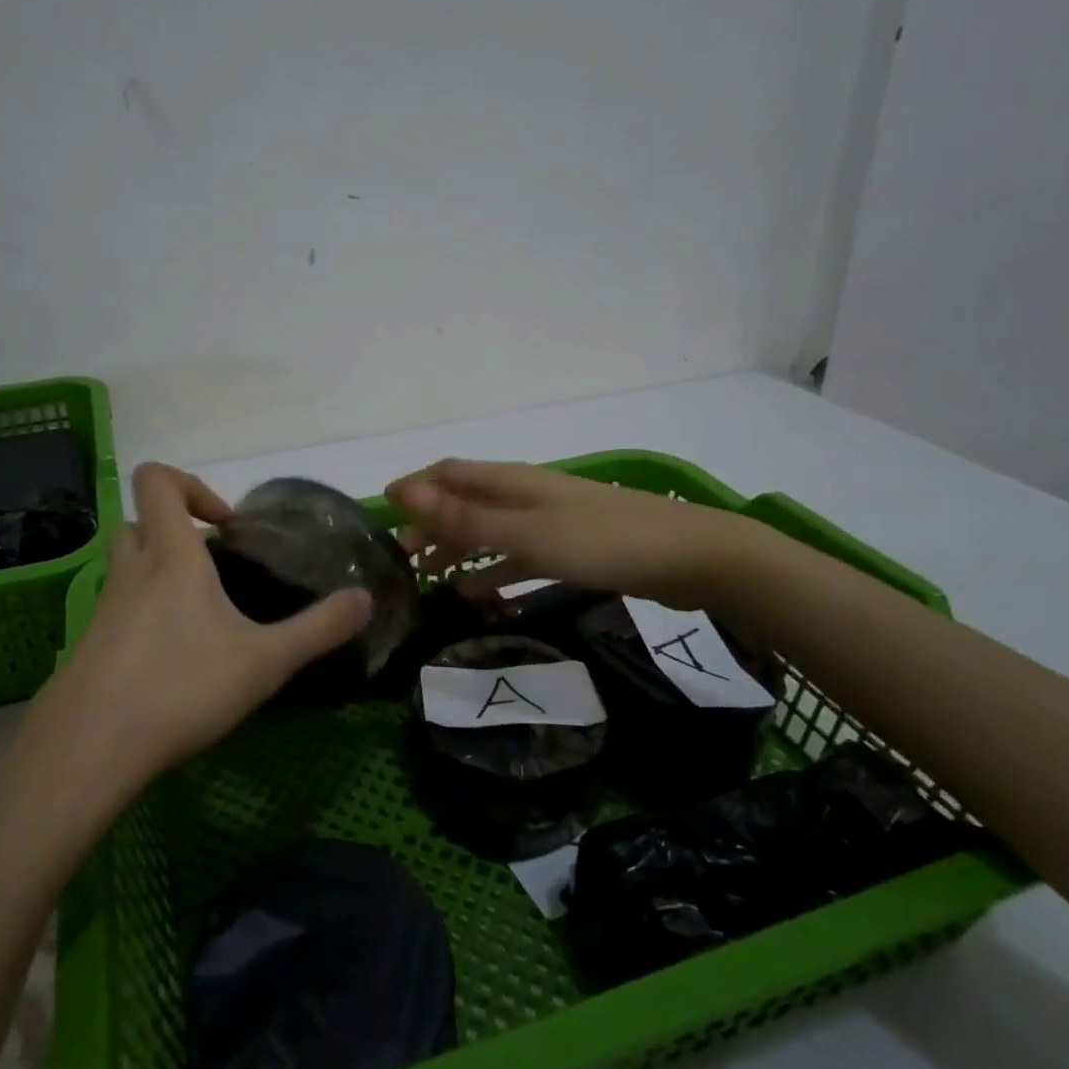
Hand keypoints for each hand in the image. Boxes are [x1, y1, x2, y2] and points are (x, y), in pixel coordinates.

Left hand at [51, 463, 372, 781]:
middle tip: (214, 567)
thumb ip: (319, 628)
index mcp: (170, 556)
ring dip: (159, 572)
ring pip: (126, 566)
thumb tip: (366, 599)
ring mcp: (103, 609)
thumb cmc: (181, 687)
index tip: (225, 526)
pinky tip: (172, 663)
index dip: (191, 485)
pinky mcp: (88, 646)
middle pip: (139, 521)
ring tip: (200, 617)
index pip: (157, 480)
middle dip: (176, 531)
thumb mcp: (265, 660)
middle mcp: (131, 571)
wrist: (88, 751)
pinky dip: (143, 616)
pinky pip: (117, 610)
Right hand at [385, 458, 748, 609]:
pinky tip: (479, 594)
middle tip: (403, 558)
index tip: (382, 509)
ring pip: (490, 531)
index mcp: (511, 482)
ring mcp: (549, 522)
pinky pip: (519, 557)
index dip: (415, 487)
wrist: (687, 556)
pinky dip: (495, 571)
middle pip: (466, 502)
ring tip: (430, 578)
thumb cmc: (600, 541)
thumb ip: (466, 518)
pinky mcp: (570, 549)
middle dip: (432, 524)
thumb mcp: (526, 533)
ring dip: (460, 549)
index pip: (449, 473)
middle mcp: (525, 495)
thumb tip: (405, 493)